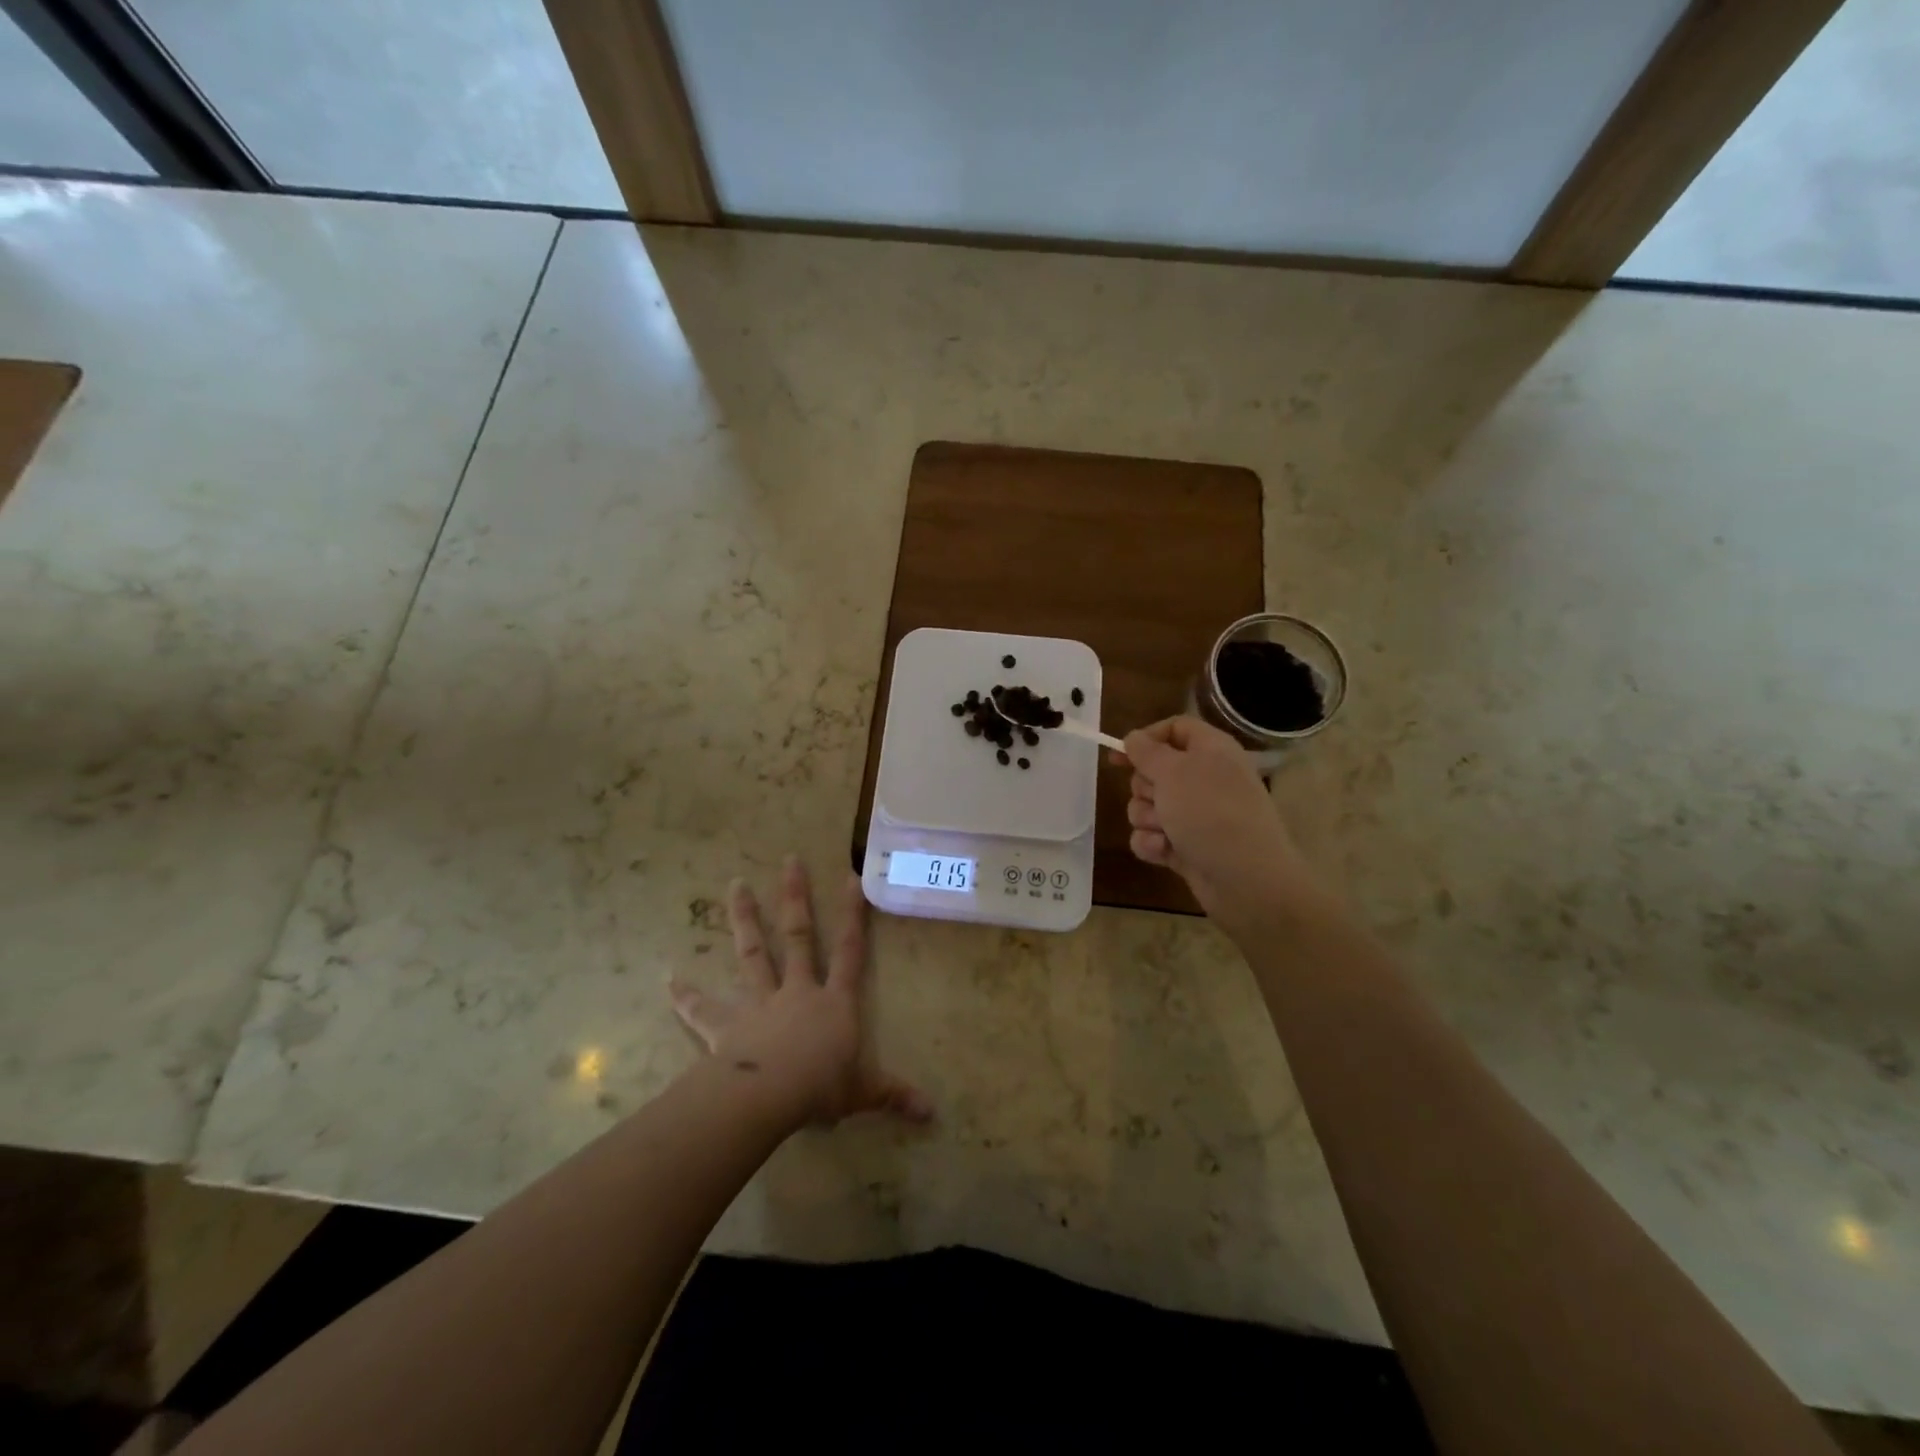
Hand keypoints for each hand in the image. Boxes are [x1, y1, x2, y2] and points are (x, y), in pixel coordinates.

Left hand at [670, 858, 931, 1128]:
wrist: (769, 1097)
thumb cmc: (821, 1088)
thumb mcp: (865, 1092)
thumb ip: (895, 1095)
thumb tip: (934, 1112)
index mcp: (834, 1002)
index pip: (850, 951)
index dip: (853, 915)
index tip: (850, 877)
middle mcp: (797, 991)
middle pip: (798, 936)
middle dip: (795, 897)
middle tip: (789, 860)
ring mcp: (760, 1004)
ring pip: (752, 954)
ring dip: (743, 919)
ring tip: (734, 885)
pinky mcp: (726, 1025)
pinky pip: (703, 1008)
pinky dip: (686, 996)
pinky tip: (669, 979)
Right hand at [1116, 716, 1314, 921]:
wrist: (1246, 880)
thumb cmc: (1210, 813)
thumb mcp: (1174, 771)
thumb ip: (1147, 751)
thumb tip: (1134, 737)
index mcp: (1211, 750)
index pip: (1175, 728)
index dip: (1146, 738)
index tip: (1119, 754)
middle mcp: (1205, 779)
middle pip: (1154, 770)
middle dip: (1144, 787)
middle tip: (1157, 799)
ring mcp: (1196, 815)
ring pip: (1148, 806)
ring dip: (1147, 819)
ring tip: (1165, 832)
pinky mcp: (1186, 846)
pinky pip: (1152, 836)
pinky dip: (1152, 843)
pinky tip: (1163, 852)